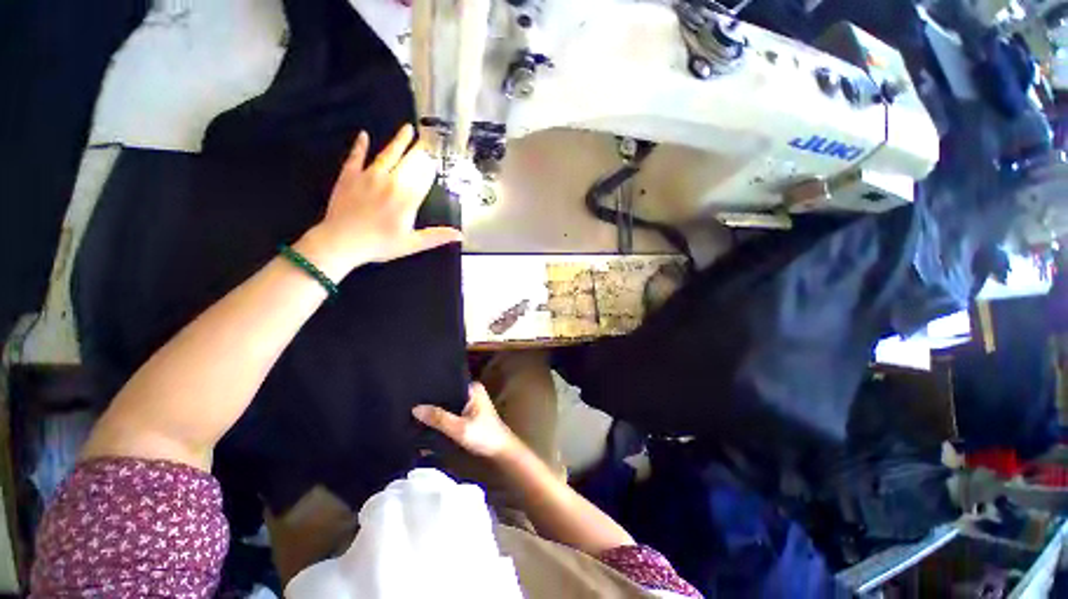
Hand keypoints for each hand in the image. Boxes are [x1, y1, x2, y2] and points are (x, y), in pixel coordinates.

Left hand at [300, 125, 462, 277]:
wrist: (341, 241)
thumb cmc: (380, 244)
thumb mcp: (413, 244)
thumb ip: (437, 236)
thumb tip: (460, 234)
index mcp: (407, 199)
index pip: (423, 179)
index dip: (431, 168)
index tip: (437, 159)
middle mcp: (391, 182)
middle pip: (408, 163)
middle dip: (420, 151)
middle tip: (427, 138)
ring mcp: (368, 176)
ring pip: (387, 154)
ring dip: (398, 141)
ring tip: (407, 128)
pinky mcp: (349, 176)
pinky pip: (356, 157)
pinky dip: (360, 146)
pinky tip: (363, 135)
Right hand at [412, 383, 521, 459]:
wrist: (500, 453)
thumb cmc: (484, 436)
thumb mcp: (459, 428)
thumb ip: (439, 418)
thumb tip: (415, 408)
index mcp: (473, 388)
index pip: (448, 382)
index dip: (432, 388)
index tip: (413, 392)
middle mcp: (471, 392)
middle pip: (446, 394)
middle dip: (431, 402)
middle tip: (409, 405)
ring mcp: (469, 403)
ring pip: (447, 404)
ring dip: (435, 411)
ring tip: (412, 414)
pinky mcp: (467, 415)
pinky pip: (450, 412)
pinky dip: (440, 418)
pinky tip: (425, 423)